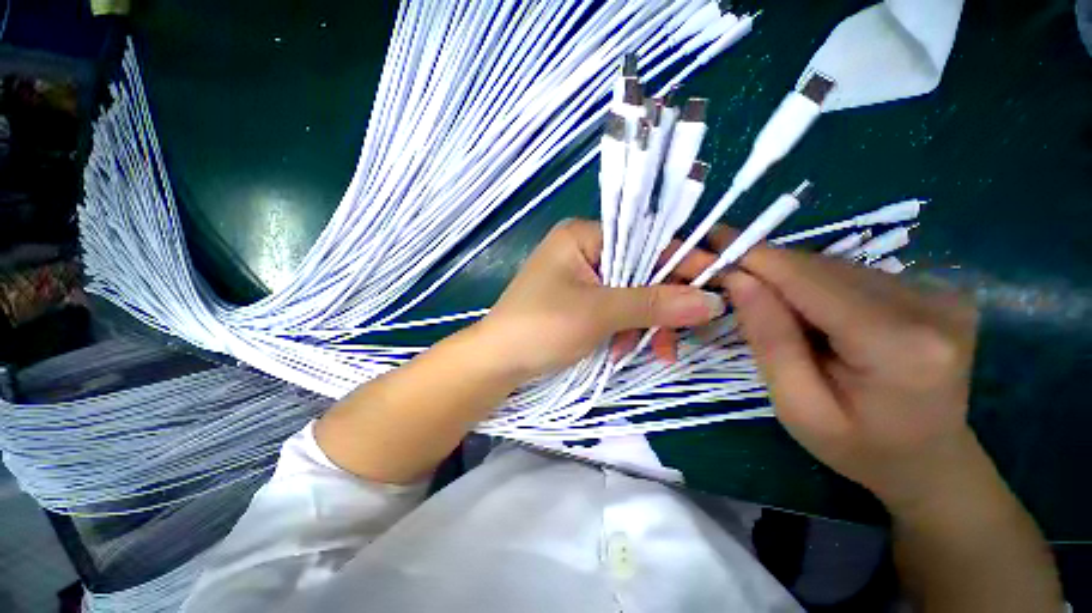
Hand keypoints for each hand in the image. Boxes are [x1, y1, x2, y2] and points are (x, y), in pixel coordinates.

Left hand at [473, 219, 724, 380]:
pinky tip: (624, 351)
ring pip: (631, 295)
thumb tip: (711, 301)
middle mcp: (584, 250)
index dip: (681, 264)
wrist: (497, 362)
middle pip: (640, 270)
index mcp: (583, 236)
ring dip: (644, 325)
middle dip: (659, 307)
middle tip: (676, 340)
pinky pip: (616, 309)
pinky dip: (626, 330)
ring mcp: (582, 277)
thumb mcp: (599, 313)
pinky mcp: (580, 301)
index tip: (717, 286)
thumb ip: (653, 304)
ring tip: (653, 353)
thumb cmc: (541, 327)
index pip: (645, 240)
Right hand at [698, 227, 979, 507]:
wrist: (930, 461)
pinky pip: (853, 274)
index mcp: (898, 346)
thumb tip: (739, 278)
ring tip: (764, 302)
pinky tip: (805, 311)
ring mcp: (940, 292)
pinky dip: (815, 285)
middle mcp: (930, 305)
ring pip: (836, 266)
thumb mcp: (796, 405)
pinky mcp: (936, 289)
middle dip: (768, 269)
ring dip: (790, 278)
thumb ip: (769, 339)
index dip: (757, 258)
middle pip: (823, 268)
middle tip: (724, 277)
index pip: (812, 281)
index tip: (713, 243)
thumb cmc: (857, 447)